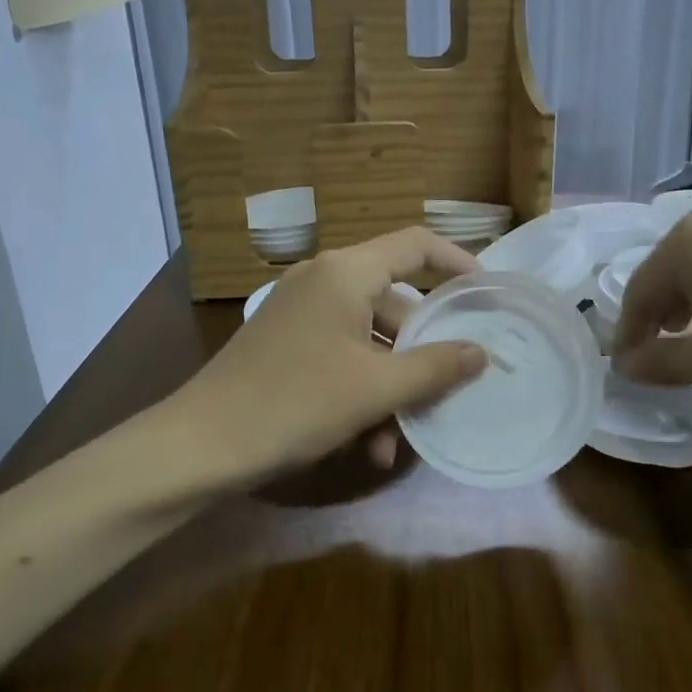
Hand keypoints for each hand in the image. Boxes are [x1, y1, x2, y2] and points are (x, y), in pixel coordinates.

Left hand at [175, 227, 487, 479]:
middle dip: (423, 353)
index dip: (458, 262)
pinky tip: (369, 446)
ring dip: (392, 388)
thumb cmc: (296, 403)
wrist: (202, 444)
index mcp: (345, 272)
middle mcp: (323, 282)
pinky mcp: (287, 345)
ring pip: (370, 341)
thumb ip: (436, 367)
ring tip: (400, 439)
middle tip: (452, 386)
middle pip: (396, 303)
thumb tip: (481, 352)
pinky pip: (342, 358)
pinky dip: (361, 393)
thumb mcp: (376, 388)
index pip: (416, 245)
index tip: (489, 293)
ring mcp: (302, 314)